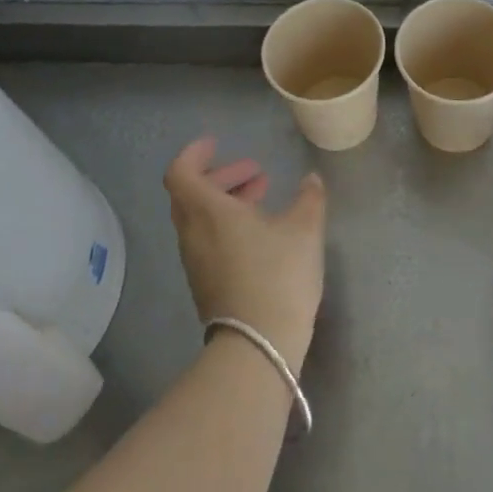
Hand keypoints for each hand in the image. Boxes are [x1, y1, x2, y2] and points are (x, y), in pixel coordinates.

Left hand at [164, 137, 326, 371]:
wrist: (258, 347)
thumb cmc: (278, 276)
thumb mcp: (304, 230)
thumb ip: (309, 198)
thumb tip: (311, 179)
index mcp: (208, 211)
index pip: (181, 172)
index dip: (194, 154)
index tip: (216, 144)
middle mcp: (193, 233)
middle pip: (191, 194)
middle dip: (221, 177)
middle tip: (254, 171)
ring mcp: (196, 262)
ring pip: (200, 218)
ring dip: (225, 202)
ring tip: (263, 199)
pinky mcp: (205, 285)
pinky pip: (206, 240)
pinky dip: (225, 225)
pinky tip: (259, 234)